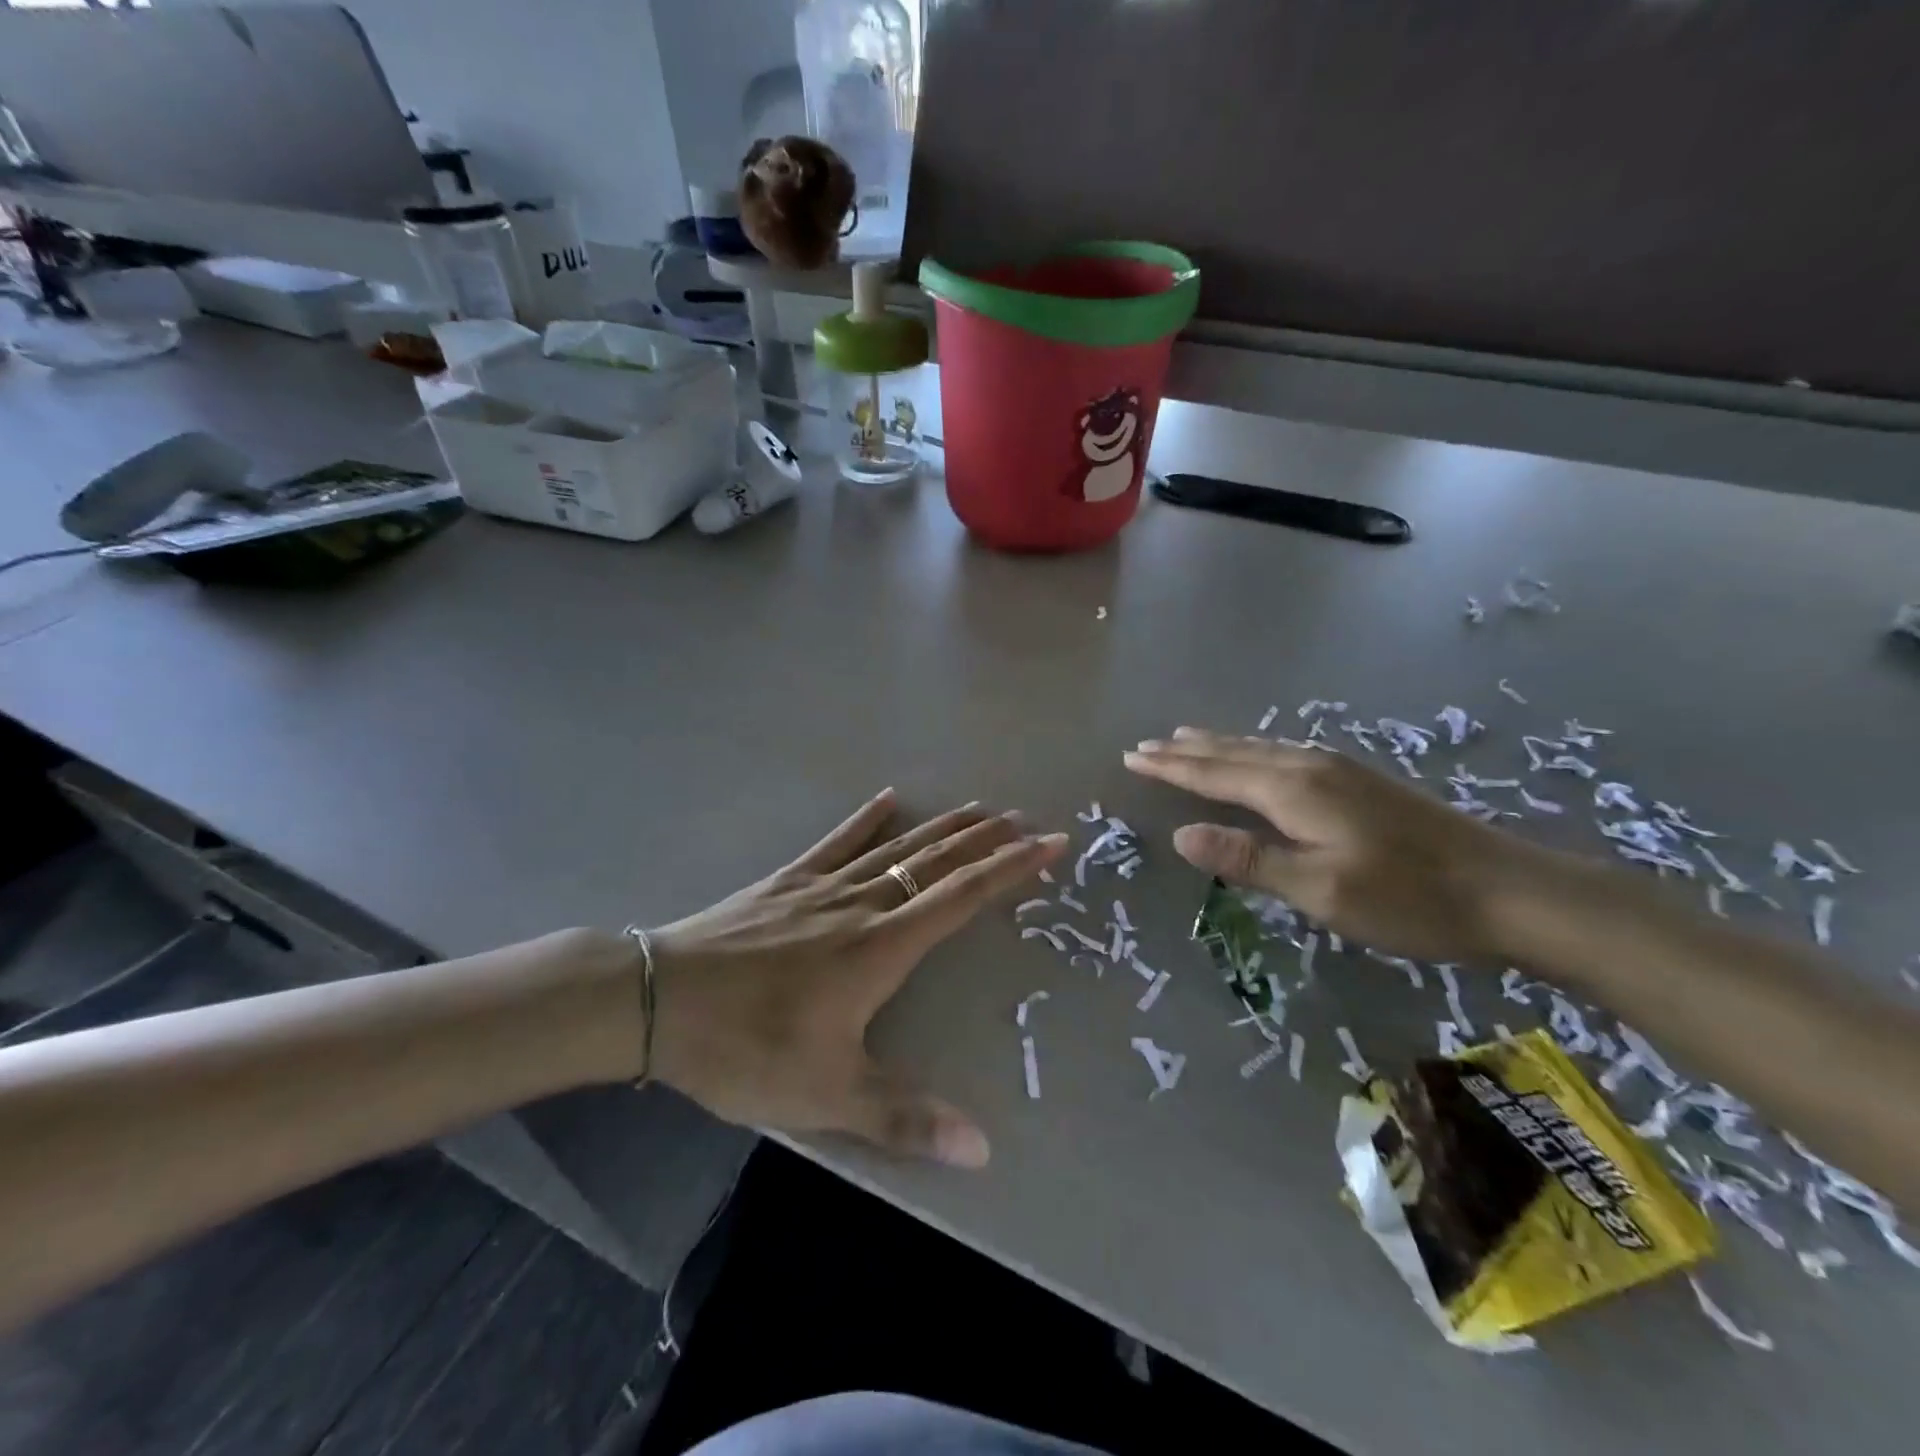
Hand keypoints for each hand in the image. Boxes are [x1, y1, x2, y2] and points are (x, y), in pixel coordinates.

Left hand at [645, 789, 1067, 1168]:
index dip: (1010, 869)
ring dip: (942, 827)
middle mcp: (860, 905)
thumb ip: (905, 1118)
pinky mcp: (785, 882)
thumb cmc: (747, 1047)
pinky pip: (836, 842)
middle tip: (1026, 819)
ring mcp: (821, 887)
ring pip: (896, 847)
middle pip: (936, 862)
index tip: (1049, 843)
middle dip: (986, 841)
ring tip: (979, 808)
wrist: (658, 1001)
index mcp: (880, 948)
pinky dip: (865, 820)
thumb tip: (983, 1149)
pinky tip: (886, 799)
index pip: (962, 898)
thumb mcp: (827, 1095)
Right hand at [1123, 729, 1549, 963]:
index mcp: (1294, 791)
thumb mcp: (1321, 891)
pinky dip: (1251, 750)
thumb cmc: (1408, 898)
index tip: (1132, 757)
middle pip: (1234, 753)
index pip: (1214, 774)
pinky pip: (1283, 753)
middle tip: (1147, 744)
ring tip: (1187, 738)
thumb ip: (1249, 860)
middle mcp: (1310, 767)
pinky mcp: (1360, 780)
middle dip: (1187, 750)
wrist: (1509, 890)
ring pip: (1260, 748)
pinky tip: (1258, 755)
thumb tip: (1181, 835)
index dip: (1171, 768)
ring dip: (1218, 745)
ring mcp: (1340, 769)